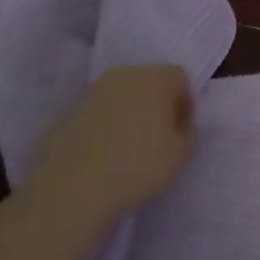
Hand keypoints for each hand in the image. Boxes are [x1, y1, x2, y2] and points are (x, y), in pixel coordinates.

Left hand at [24, 65, 194, 230]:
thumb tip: (180, 122)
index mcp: (154, 77)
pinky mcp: (70, 110)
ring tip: (130, 146)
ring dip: (130, 112)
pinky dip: (107, 125)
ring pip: (122, 95)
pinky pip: (100, 112)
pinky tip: (105, 152)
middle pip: (149, 81)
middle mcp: (124, 74)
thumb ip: (188, 131)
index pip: (179, 78)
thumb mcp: (181, 154)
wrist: (75, 185)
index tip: (182, 130)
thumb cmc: (138, 165)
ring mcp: (93, 90)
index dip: (185, 103)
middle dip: (157, 103)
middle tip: (159, 137)